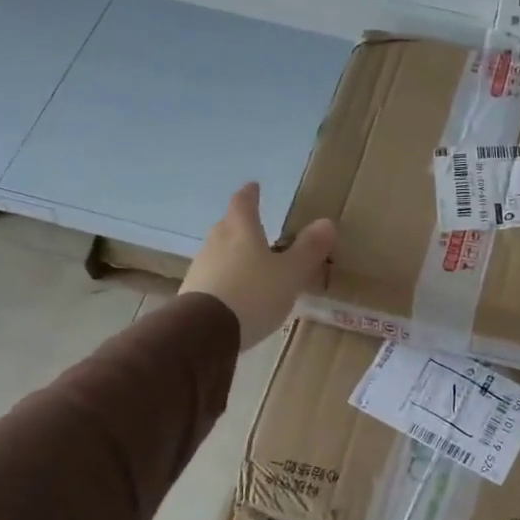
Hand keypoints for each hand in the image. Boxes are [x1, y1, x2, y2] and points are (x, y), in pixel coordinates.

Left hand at [181, 183, 335, 349]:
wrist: (204, 332)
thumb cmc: (253, 293)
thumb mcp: (290, 273)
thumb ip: (308, 249)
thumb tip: (326, 222)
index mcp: (241, 229)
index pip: (243, 202)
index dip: (250, 194)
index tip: (254, 187)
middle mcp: (216, 241)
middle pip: (228, 226)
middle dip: (241, 225)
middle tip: (256, 229)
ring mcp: (201, 267)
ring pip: (219, 252)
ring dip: (233, 254)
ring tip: (250, 265)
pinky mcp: (192, 292)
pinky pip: (213, 277)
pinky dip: (226, 278)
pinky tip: (236, 294)